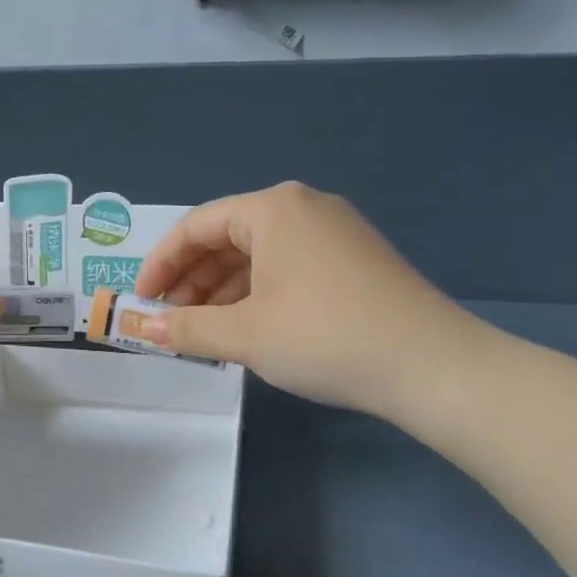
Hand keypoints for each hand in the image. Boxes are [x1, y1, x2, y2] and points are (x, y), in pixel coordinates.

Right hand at [133, 183, 488, 417]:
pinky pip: (287, 268)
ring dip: (222, 291)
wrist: (435, 368)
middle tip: (170, 320)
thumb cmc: (324, 337)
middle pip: (226, 238)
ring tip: (203, 331)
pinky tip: (247, 328)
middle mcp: (303, 208)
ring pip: (257, 255)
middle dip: (191, 280)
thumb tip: (143, 325)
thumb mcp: (244, 334)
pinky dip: (256, 294)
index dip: (160, 263)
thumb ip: (186, 327)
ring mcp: (335, 233)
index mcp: (273, 209)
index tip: (141, 300)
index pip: (196, 226)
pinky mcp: (354, 261)